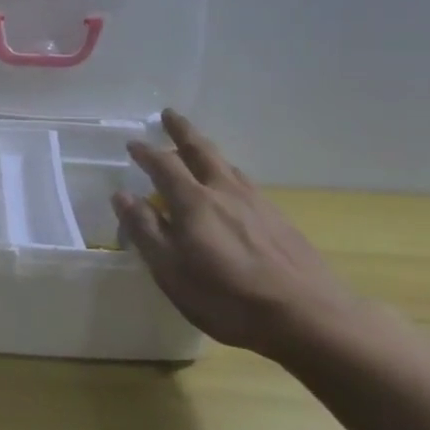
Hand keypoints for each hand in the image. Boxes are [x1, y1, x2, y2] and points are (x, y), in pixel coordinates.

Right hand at [112, 110, 364, 355]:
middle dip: (182, 131)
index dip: (146, 153)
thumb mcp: (171, 270)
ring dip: (207, 150)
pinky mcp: (278, 219)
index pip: (164, 165)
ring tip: (197, 148)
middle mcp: (224, 192)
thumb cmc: (226, 298)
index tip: (132, 143)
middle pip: (201, 151)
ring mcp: (256, 203)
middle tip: (169, 114)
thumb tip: (123, 195)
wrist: (307, 315)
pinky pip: (245, 182)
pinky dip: (228, 173)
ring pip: (227, 165)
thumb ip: (146, 230)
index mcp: (194, 202)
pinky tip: (232, 186)